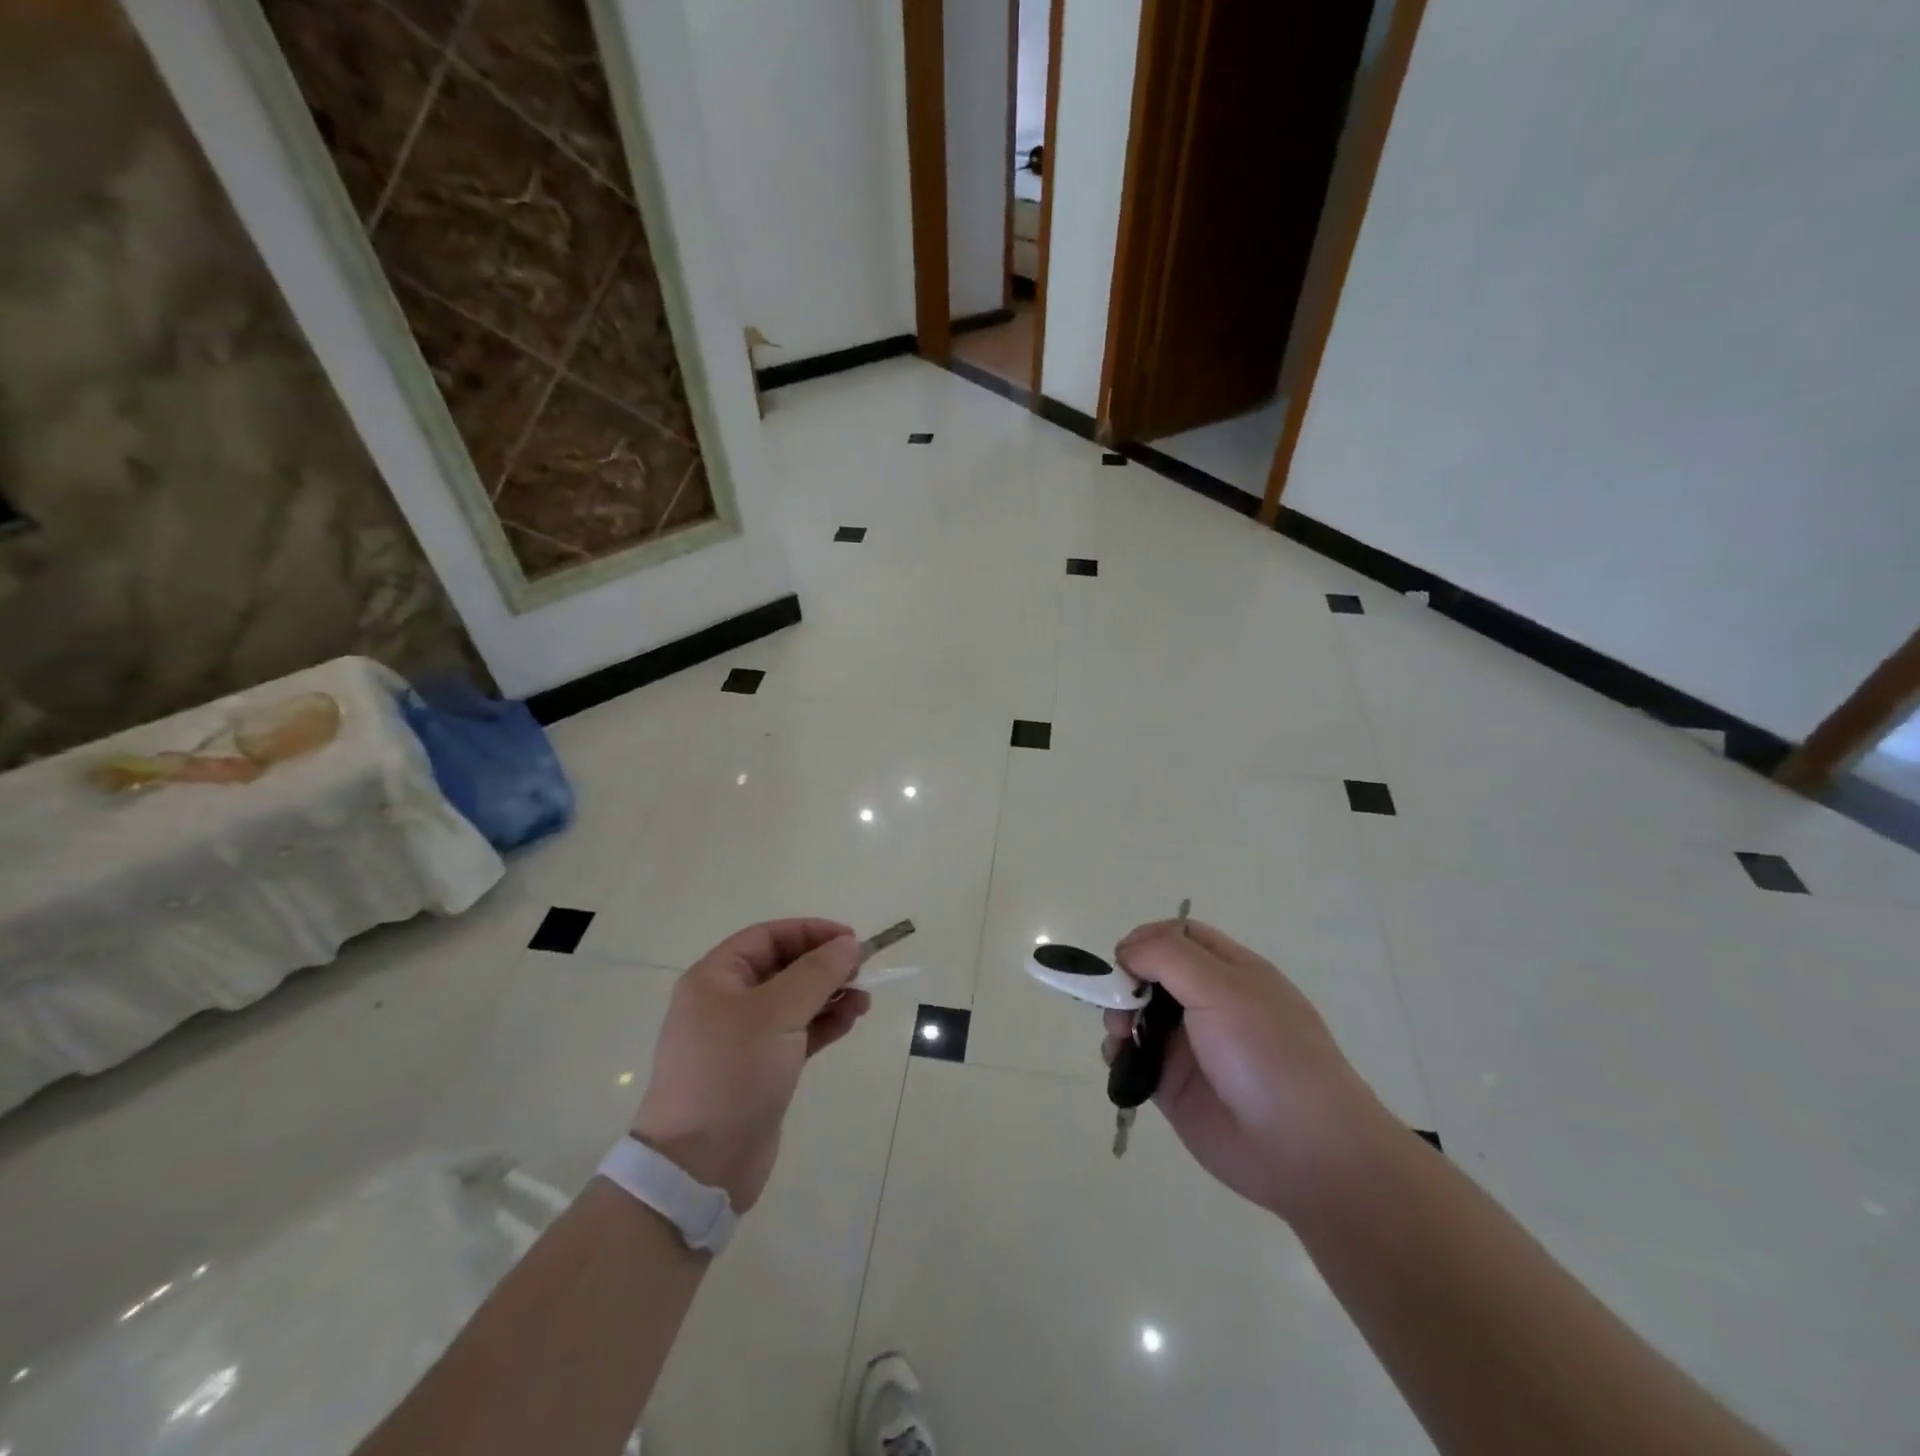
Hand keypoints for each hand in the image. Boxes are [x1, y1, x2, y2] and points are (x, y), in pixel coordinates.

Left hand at [632, 919, 870, 1211]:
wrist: (700, 1167)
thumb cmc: (732, 1074)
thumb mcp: (777, 1013)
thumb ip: (817, 973)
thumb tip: (848, 944)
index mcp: (715, 978)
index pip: (768, 937)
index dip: (811, 932)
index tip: (851, 940)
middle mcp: (726, 1002)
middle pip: (783, 967)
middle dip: (824, 966)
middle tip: (862, 972)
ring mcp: (743, 1038)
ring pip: (794, 1001)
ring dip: (830, 996)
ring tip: (863, 1002)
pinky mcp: (761, 1069)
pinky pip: (797, 1032)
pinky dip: (823, 1024)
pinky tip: (849, 1022)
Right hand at [1103, 919, 1387, 1219]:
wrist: (1303, 1151)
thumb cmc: (1267, 1054)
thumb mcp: (1221, 988)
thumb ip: (1167, 957)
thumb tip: (1125, 951)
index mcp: (1230, 971)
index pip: (1180, 936)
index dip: (1147, 939)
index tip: (1124, 958)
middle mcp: (1208, 1002)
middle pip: (1151, 973)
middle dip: (1126, 979)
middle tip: (1116, 998)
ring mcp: (1190, 1044)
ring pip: (1137, 1013)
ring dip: (1117, 1014)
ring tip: (1119, 1034)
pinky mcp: (1173, 1084)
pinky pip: (1134, 1056)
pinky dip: (1118, 1052)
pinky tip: (1121, 1059)